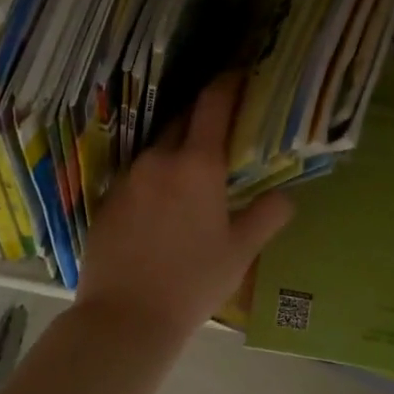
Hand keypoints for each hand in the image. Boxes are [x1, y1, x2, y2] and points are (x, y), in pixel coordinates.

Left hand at [76, 74, 294, 334]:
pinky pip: (138, 173)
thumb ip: (267, 215)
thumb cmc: (192, 282)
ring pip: (158, 148)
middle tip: (224, 129)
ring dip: (178, 149)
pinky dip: (155, 176)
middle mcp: (159, 159)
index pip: (213, 104)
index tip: (240, 75)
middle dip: (203, 118)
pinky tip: (163, 204)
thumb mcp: (240, 251)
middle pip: (182, 120)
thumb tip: (286, 196)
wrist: (124, 318)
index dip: (228, 84)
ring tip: (194, 171)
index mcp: (197, 164)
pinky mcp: (107, 198)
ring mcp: (128, 177)